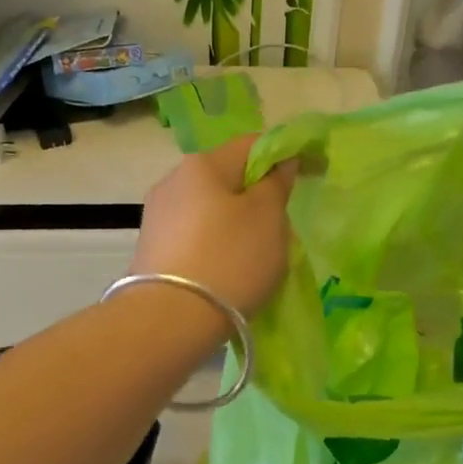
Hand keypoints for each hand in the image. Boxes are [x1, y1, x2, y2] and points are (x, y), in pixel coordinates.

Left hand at [134, 135, 298, 314]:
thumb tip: (279, 163)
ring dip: (234, 223)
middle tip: (280, 226)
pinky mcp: (151, 250)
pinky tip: (225, 271)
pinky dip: (214, 246)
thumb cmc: (230, 260)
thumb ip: (277, 184)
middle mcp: (172, 181)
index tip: (311, 173)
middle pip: (227, 178)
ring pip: (209, 210)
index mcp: (203, 164)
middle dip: (256, 194)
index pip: (252, 144)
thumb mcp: (268, 218)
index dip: (286, 154)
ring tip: (253, 256)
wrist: (170, 320)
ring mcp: (157, 217)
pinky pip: (194, 237)